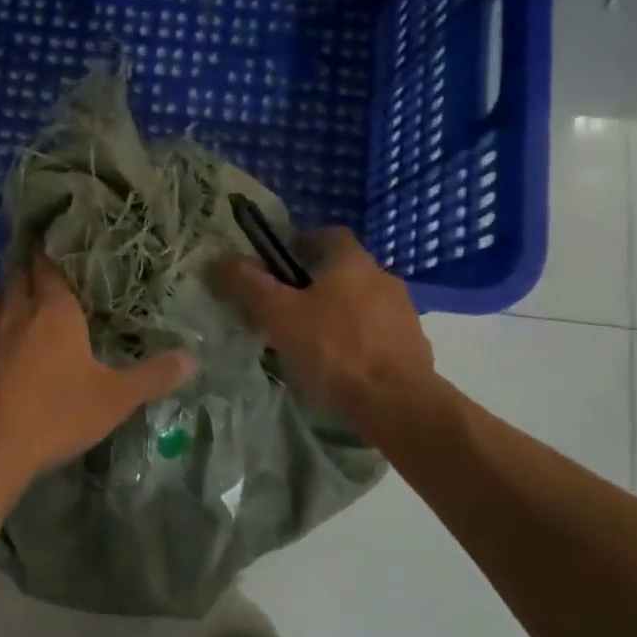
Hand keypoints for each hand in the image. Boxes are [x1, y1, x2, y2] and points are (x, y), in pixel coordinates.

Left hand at [0, 255, 195, 499]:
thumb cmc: (53, 414)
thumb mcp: (113, 399)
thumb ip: (152, 377)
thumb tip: (192, 358)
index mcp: (53, 310)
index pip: (49, 265)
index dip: (50, 250)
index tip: (54, 239)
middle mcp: (14, 311)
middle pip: (19, 276)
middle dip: (29, 268)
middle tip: (44, 266)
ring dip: (10, 298)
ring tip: (25, 305)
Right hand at [212, 227, 443, 427]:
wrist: (396, 402)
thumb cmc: (333, 349)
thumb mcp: (279, 315)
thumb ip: (250, 285)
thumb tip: (223, 260)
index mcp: (352, 262)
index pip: (329, 234)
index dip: (303, 242)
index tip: (281, 262)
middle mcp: (383, 278)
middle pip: (345, 270)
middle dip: (318, 282)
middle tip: (289, 305)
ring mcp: (403, 312)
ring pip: (363, 301)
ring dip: (340, 312)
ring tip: (313, 339)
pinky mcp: (413, 345)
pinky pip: (378, 332)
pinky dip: (359, 339)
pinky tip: (341, 364)